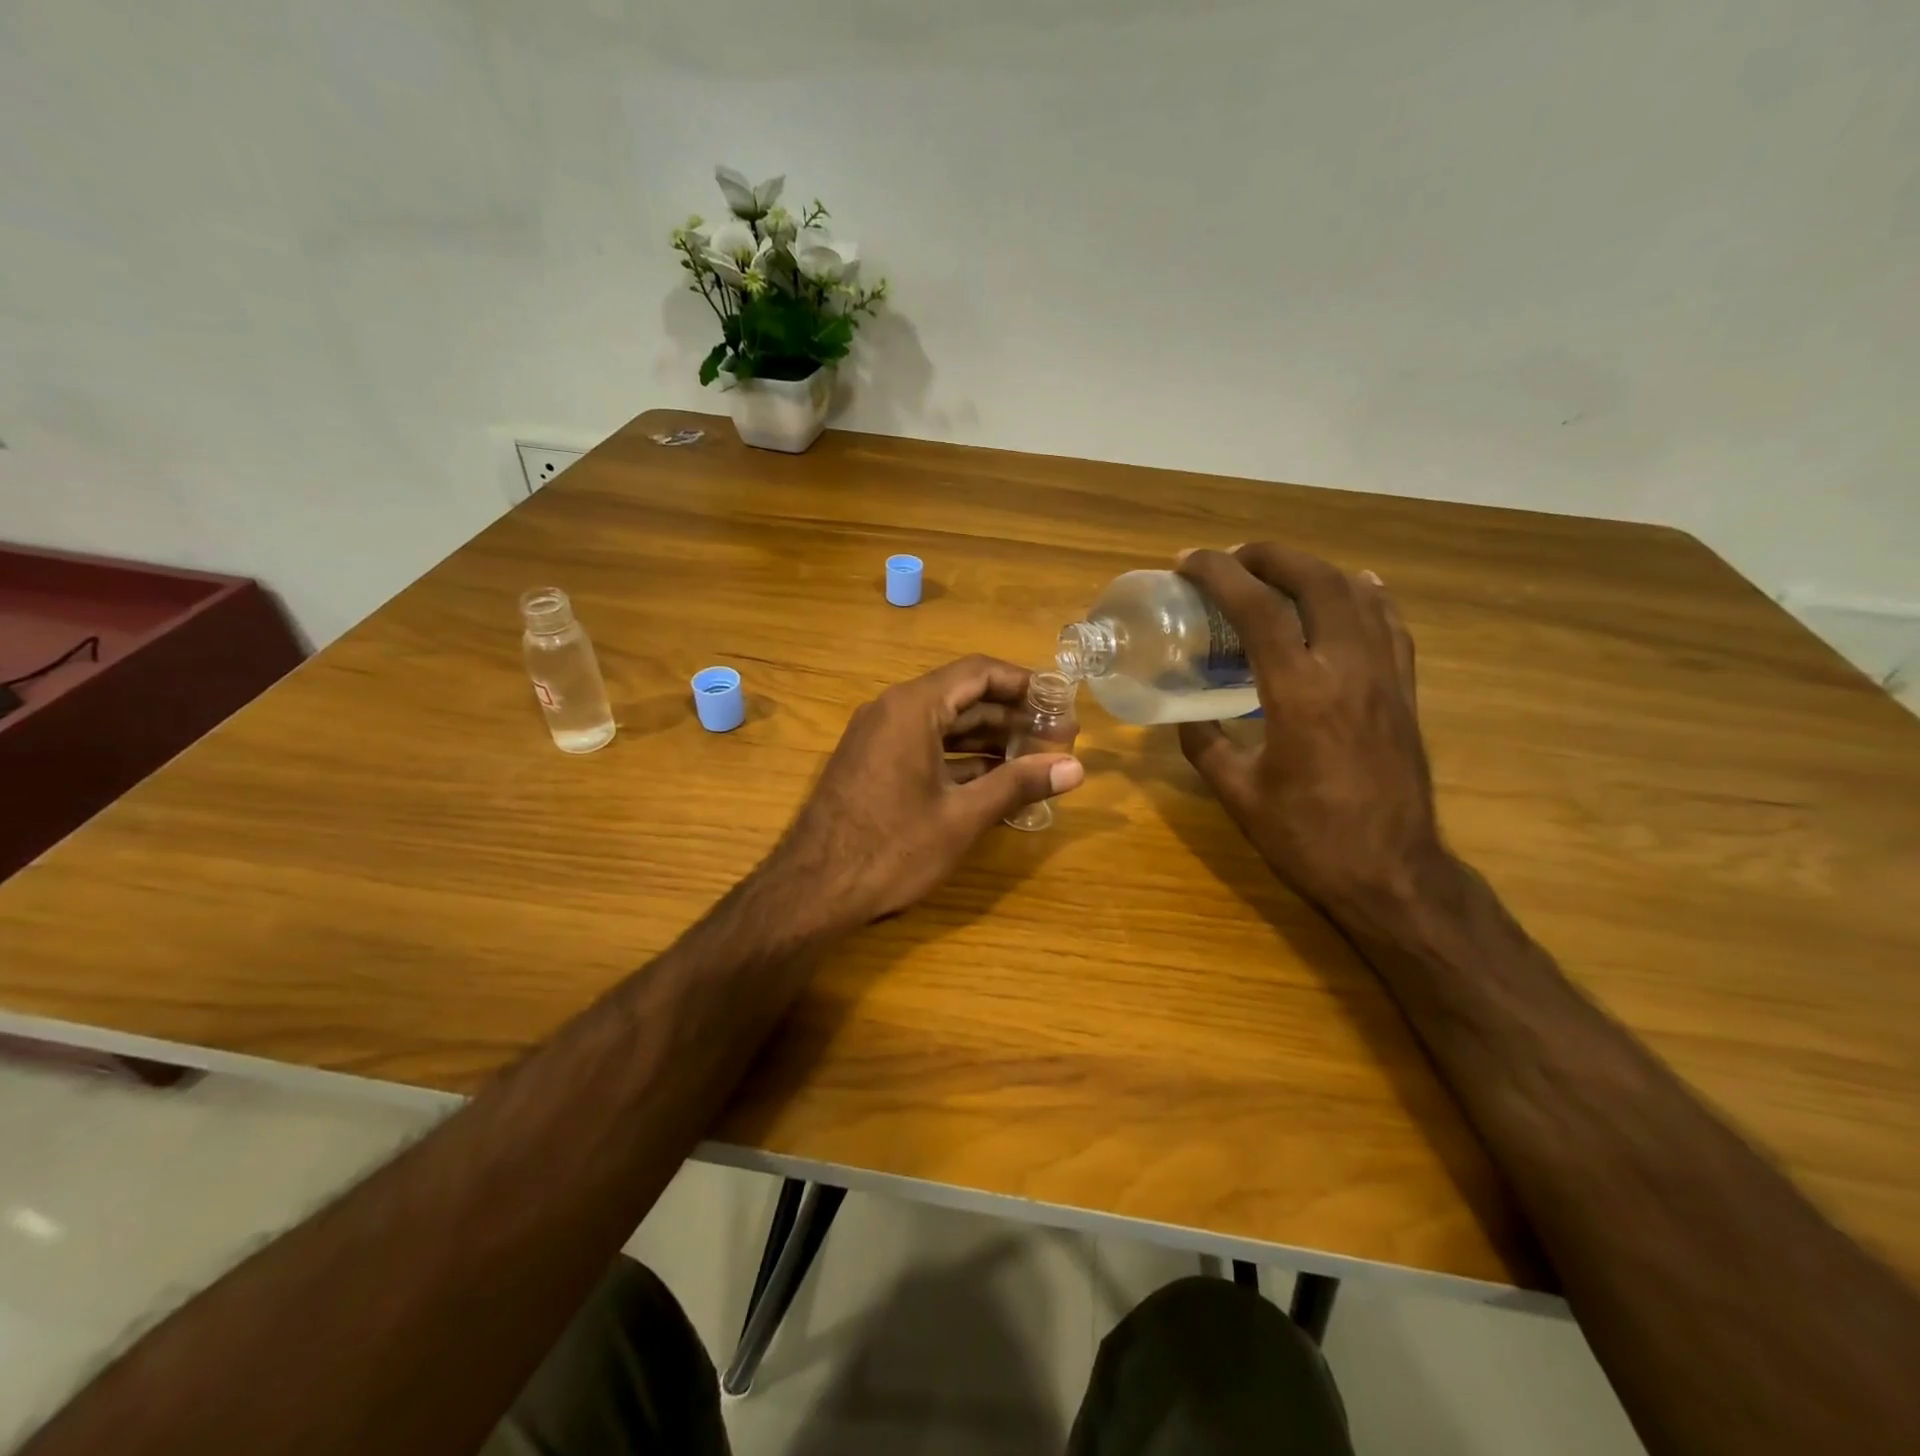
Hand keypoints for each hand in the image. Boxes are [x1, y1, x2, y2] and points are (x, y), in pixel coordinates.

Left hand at [764, 655, 1084, 928]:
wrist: (812, 890)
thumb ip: (1019, 784)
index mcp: (913, 708)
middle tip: (1060, 740)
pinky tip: (996, 782)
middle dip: (1013, 718)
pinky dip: (962, 760)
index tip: (1060, 702)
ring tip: (1037, 761)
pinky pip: (926, 748)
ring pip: (945, 726)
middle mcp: (892, 711)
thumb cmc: (892, 848)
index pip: (979, 673)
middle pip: (964, 698)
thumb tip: (1076, 768)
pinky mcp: (873, 766)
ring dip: (990, 741)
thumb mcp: (962, 817)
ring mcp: (878, 739)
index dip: (1024, 684)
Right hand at [1175, 544, 1443, 922]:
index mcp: (1298, 692)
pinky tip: (1352, 589)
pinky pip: (1390, 623)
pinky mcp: (1405, 690)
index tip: (1187, 562)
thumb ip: (1203, 744)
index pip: (1257, 608)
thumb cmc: (1306, 837)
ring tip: (1277, 571)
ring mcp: (1385, 675)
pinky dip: (1365, 595)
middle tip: (1231, 558)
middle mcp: (1346, 668)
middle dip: (1269, 556)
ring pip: (1356, 593)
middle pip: (1314, 581)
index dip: (1219, 574)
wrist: (1392, 873)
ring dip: (1312, 569)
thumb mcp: (1237, 793)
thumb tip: (1184, 714)